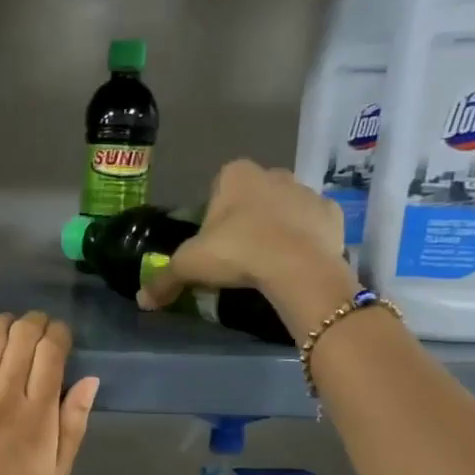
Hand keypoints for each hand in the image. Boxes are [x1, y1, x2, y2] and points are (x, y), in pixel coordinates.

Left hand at [0, 312, 98, 474]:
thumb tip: (89, 380)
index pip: (52, 351)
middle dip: (34, 323)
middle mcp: (2, 397)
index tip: (60, 336)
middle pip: (21, 336)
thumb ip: (74, 426)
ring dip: (2, 323)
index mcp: (37, 416)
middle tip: (36, 329)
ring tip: (7, 330)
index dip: (59, 333)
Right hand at [138, 160, 355, 313]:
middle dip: (245, 220)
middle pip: (252, 197)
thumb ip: (163, 279)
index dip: (212, 218)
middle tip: (237, 257)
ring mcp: (306, 191)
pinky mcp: (332, 214)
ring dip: (275, 229)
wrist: (297, 267)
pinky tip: (294, 264)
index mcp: (235, 174)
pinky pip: (311, 225)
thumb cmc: (237, 253)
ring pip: (283, 209)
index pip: (217, 189)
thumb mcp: (189, 267)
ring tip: (266, 264)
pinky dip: (304, 240)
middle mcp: (273, 173)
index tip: (213, 246)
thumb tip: (142, 301)